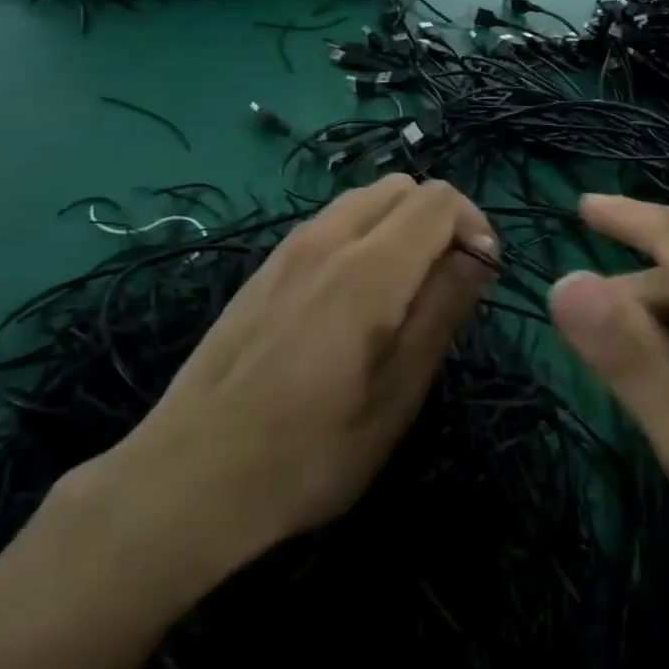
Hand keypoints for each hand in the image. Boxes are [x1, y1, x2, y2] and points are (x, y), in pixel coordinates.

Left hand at [82, 177, 494, 610]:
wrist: (187, 480)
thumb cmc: (310, 451)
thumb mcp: (398, 393)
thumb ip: (443, 311)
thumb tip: (480, 255)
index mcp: (369, 268)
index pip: (439, 200)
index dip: (474, 226)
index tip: (480, 276)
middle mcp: (327, 239)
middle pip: (402, 189)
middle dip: (439, 220)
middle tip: (446, 282)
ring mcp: (287, 250)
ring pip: (362, 201)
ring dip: (398, 227)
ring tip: (402, 292)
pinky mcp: (262, 270)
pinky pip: (327, 225)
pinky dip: (360, 238)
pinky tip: (351, 302)